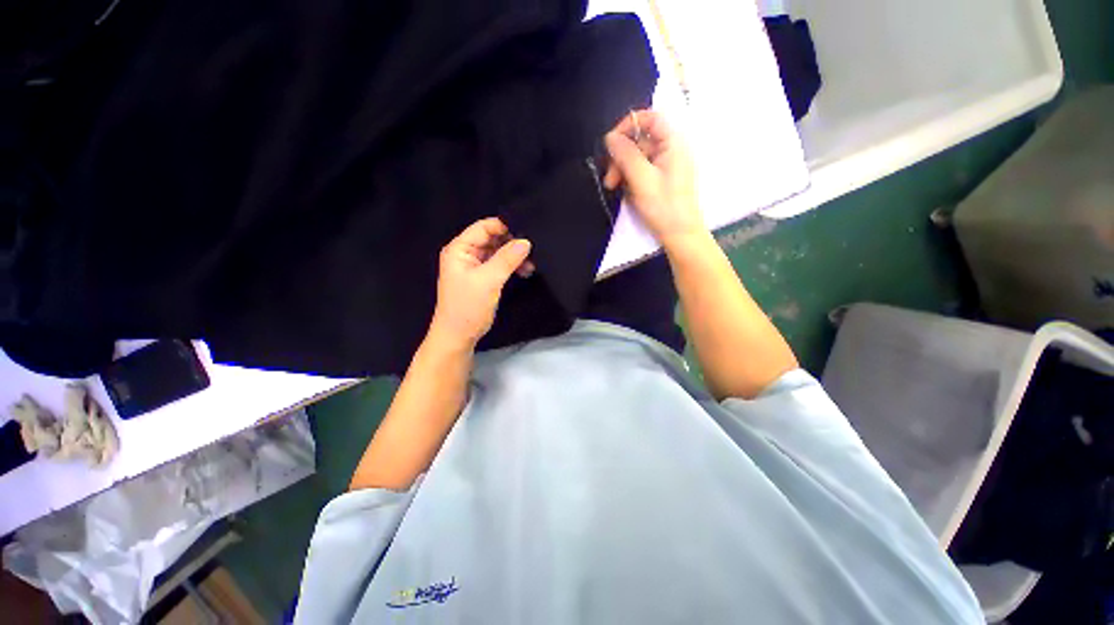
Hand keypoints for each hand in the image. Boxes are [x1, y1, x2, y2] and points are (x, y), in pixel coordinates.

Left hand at [429, 218, 532, 349]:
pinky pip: (500, 265)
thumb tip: (525, 241)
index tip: (526, 230)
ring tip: (532, 263)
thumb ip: (507, 259)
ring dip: (514, 256)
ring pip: (498, 252)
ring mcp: (475, 266)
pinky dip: (512, 267)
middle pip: (492, 239)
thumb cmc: (468, 307)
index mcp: (460, 249)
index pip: (483, 227)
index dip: (504, 226)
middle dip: (512, 243)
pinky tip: (525, 271)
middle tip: (533, 249)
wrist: (459, 336)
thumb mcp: (488, 280)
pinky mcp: (483, 278)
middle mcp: (466, 254)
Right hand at [603, 110, 702, 247]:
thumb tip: (609, 137)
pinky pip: (642, 170)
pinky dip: (630, 178)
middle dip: (621, 157)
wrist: (680, 235)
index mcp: (673, 143)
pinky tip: (625, 191)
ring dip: (623, 169)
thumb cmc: (664, 206)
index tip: (611, 144)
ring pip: (638, 157)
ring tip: (613, 188)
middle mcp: (671, 149)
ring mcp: (667, 165)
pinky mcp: (662, 179)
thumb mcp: (642, 179)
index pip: (650, 118)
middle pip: (640, 141)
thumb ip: (626, 155)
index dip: (628, 126)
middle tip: (609, 180)